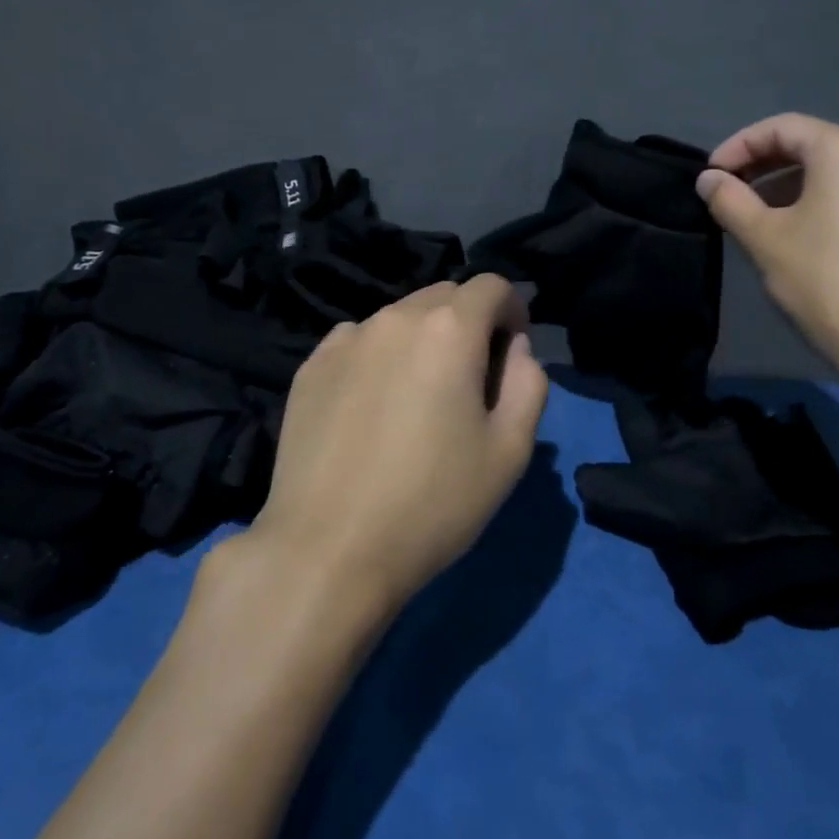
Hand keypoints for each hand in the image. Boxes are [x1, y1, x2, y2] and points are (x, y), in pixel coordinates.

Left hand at [242, 276, 548, 614]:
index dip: (512, 311)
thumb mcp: (509, 451)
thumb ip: (528, 384)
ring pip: (400, 317)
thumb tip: (515, 349)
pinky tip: (372, 406)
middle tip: (470, 378)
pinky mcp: (311, 366)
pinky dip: (378, 355)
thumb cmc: (433, 503)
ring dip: (422, 339)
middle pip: (445, 295)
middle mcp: (395, 318)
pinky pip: (359, 341)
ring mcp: (346, 339)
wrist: (327, 552)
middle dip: (469, 322)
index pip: (492, 286)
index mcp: (449, 329)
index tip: (512, 351)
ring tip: (417, 396)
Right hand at [696, 113, 838, 386]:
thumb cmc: (824, 279)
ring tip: (745, 213)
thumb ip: (730, 200)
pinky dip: (803, 200)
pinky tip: (780, 230)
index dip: (737, 147)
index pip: (779, 128)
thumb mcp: (764, 237)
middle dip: (757, 164)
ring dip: (778, 184)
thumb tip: (709, 179)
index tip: (709, 177)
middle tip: (723, 192)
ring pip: (820, 170)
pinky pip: (838, 192)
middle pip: (803, 143)